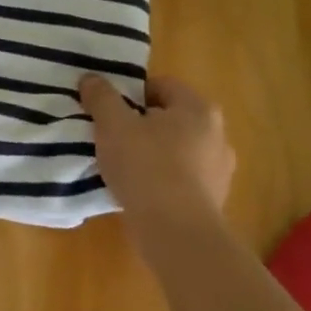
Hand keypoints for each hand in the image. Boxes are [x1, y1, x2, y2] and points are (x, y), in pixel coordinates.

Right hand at [81, 75, 234, 231]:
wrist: (176, 232)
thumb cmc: (146, 167)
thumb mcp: (113, 126)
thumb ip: (101, 98)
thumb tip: (91, 78)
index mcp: (198, 108)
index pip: (160, 86)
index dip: (129, 95)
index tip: (108, 112)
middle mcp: (217, 134)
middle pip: (170, 119)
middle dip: (141, 125)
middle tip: (111, 139)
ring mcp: (219, 169)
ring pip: (176, 150)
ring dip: (152, 154)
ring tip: (123, 169)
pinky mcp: (214, 200)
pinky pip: (181, 179)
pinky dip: (162, 181)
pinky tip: (140, 193)